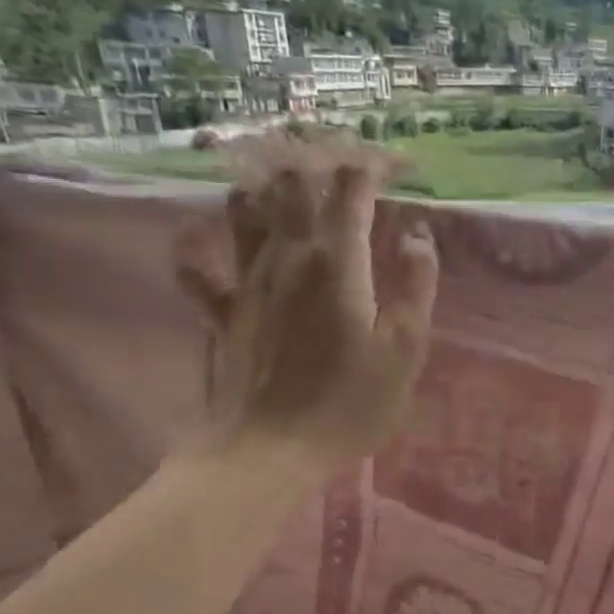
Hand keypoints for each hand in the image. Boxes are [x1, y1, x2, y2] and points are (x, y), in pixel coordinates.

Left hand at [182, 141, 437, 474]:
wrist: (270, 450)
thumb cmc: (350, 404)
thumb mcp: (406, 350)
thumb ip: (417, 285)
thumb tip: (417, 235)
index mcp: (337, 261)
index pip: (352, 188)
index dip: (375, 166)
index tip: (399, 167)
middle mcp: (285, 255)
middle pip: (292, 183)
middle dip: (320, 164)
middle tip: (345, 171)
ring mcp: (243, 280)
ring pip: (244, 209)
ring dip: (266, 189)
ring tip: (289, 190)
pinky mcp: (219, 310)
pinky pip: (196, 265)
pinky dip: (199, 246)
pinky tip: (203, 239)